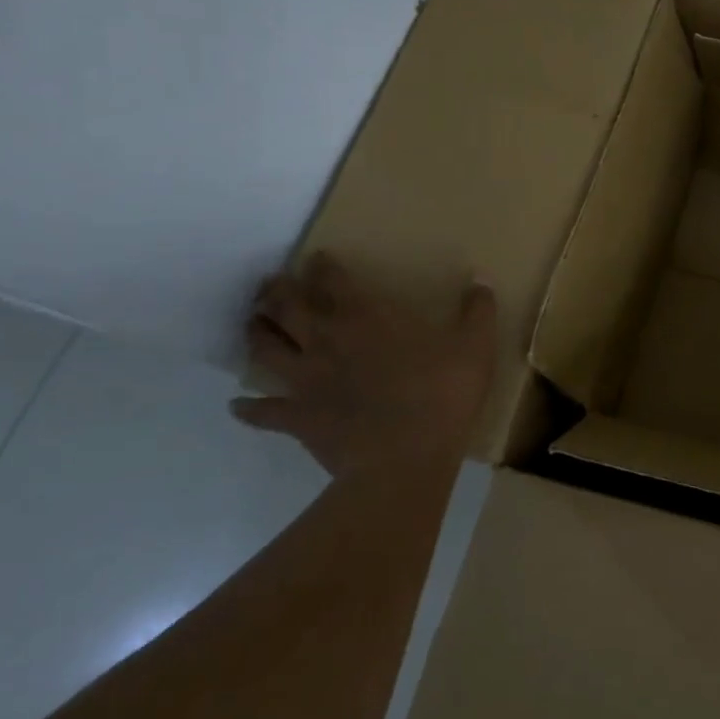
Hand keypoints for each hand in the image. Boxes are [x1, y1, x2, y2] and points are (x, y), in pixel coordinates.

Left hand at [231, 253, 496, 480]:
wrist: (404, 460)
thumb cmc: (441, 395)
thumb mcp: (476, 347)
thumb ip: (478, 311)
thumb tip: (480, 280)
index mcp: (365, 317)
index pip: (333, 280)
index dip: (323, 266)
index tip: (317, 258)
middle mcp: (326, 340)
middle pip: (287, 307)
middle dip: (277, 291)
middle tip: (271, 285)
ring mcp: (305, 380)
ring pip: (265, 349)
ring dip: (256, 333)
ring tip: (254, 324)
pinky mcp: (297, 418)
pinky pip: (262, 411)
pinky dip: (249, 408)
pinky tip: (239, 405)